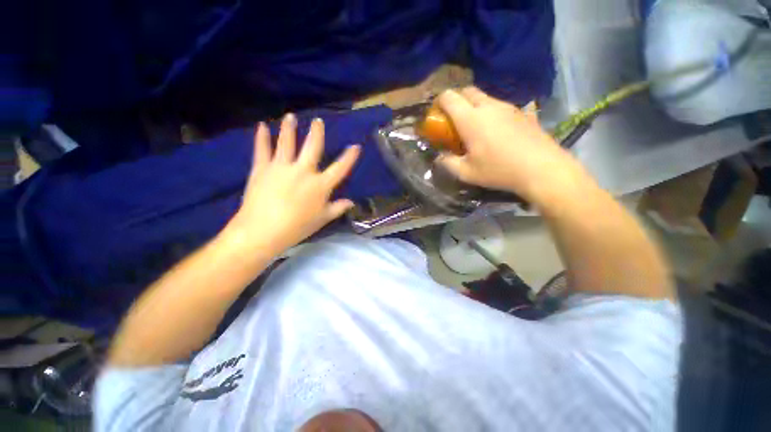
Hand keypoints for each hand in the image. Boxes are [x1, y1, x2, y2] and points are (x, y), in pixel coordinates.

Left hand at [227, 114, 359, 254]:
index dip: (349, 157)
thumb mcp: (322, 219)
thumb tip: (351, 202)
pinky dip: (262, 137)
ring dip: (289, 128)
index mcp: (320, 185)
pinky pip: (262, 149)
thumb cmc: (297, 227)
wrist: (262, 231)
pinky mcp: (262, 168)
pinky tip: (262, 126)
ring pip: (287, 143)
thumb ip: (337, 208)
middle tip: (318, 121)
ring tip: (290, 116)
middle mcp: (303, 171)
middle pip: (312, 147)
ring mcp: (282, 167)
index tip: (356, 146)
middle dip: (317, 133)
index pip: (339, 168)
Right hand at [435, 87, 587, 202]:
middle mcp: (489, 106)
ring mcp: (508, 107)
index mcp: (471, 119)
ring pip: (485, 97)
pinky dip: (491, 112)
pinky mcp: (522, 112)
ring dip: (474, 106)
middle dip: (456, 100)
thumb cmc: (499, 170)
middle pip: (468, 91)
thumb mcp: (466, 173)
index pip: (449, 97)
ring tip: (474, 127)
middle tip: (453, 120)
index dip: (439, 102)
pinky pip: (500, 106)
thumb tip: (439, 157)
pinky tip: (495, 131)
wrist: (542, 168)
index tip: (436, 114)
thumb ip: (448, 163)